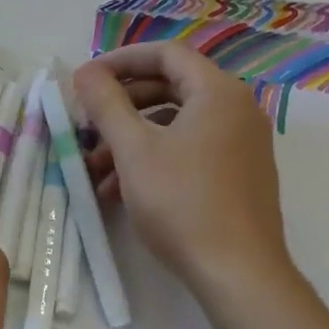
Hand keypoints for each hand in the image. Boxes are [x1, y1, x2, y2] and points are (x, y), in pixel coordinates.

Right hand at [75, 42, 290, 294]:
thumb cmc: (182, 202)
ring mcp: (242, 143)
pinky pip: (191, 149)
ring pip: (177, 124)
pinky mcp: (240, 174)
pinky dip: (155, 159)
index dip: (120, 61)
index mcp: (218, 92)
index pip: (165, 54)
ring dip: (132, 138)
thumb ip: (106, 103)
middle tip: (88, 125)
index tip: (86, 81)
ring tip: (96, 168)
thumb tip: (85, 72)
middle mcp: (237, 109)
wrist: (238, 273)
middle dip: (122, 106)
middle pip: (170, 88)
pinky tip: (121, 190)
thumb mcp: (134, 150)